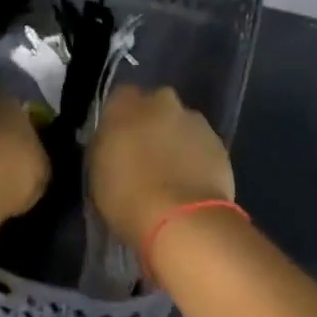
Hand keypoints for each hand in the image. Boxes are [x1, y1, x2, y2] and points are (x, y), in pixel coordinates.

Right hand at [90, 86, 234, 244]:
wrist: (182, 220)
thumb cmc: (127, 196)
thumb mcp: (97, 170)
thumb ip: (106, 144)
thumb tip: (114, 139)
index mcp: (126, 104)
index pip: (121, 97)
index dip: (121, 117)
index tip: (119, 139)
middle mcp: (162, 101)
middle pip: (155, 106)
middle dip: (152, 124)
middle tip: (145, 155)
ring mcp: (194, 120)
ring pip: (181, 124)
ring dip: (176, 140)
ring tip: (171, 175)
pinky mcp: (219, 143)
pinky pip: (202, 146)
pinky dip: (197, 158)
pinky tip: (191, 184)